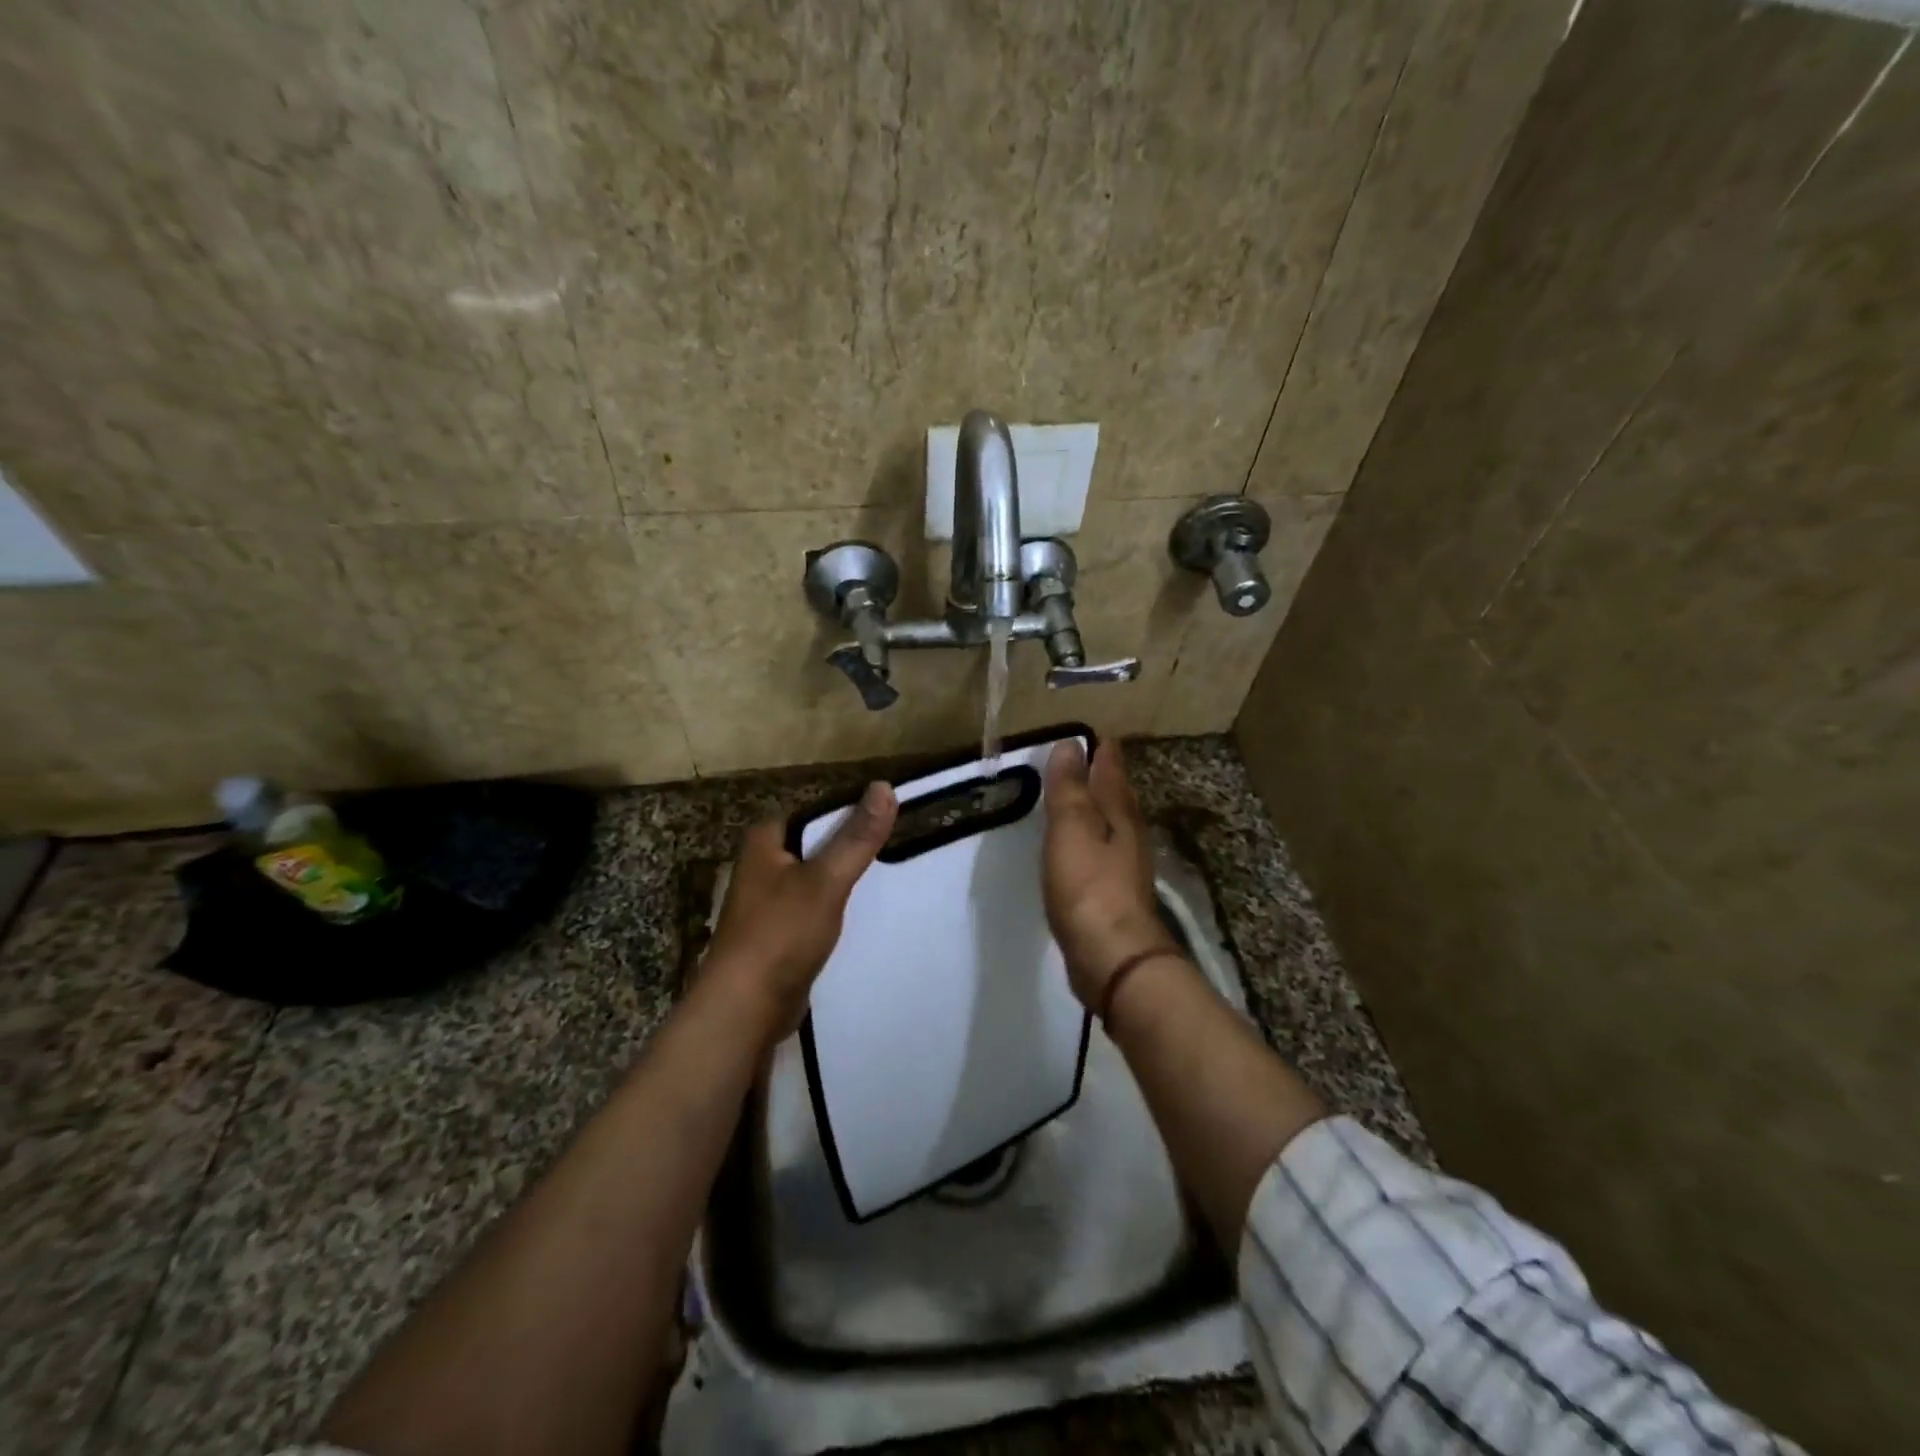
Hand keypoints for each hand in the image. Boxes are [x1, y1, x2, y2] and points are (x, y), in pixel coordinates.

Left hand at [702, 781, 897, 1042]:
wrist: (744, 1010)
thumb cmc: (780, 934)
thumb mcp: (825, 880)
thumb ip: (856, 837)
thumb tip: (884, 785)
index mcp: (764, 842)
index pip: (813, 811)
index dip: (849, 810)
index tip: (888, 816)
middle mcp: (761, 867)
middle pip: (816, 845)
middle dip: (850, 846)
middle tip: (895, 846)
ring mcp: (768, 903)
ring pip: (816, 879)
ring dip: (844, 880)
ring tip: (888, 877)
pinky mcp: (778, 935)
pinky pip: (814, 911)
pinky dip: (836, 910)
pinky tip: (864, 916)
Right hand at [1041, 740, 1180, 1008]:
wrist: (1112, 957)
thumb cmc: (1089, 886)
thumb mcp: (1071, 828)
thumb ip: (1069, 788)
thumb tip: (1071, 744)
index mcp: (1120, 814)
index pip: (1112, 772)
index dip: (1104, 753)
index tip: (1096, 735)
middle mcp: (1129, 836)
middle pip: (1118, 797)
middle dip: (1106, 778)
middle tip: (1092, 759)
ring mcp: (1125, 868)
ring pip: (1114, 826)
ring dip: (1101, 809)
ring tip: (1084, 799)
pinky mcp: (1115, 896)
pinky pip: (1103, 854)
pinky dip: (1093, 840)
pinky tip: (1082, 848)